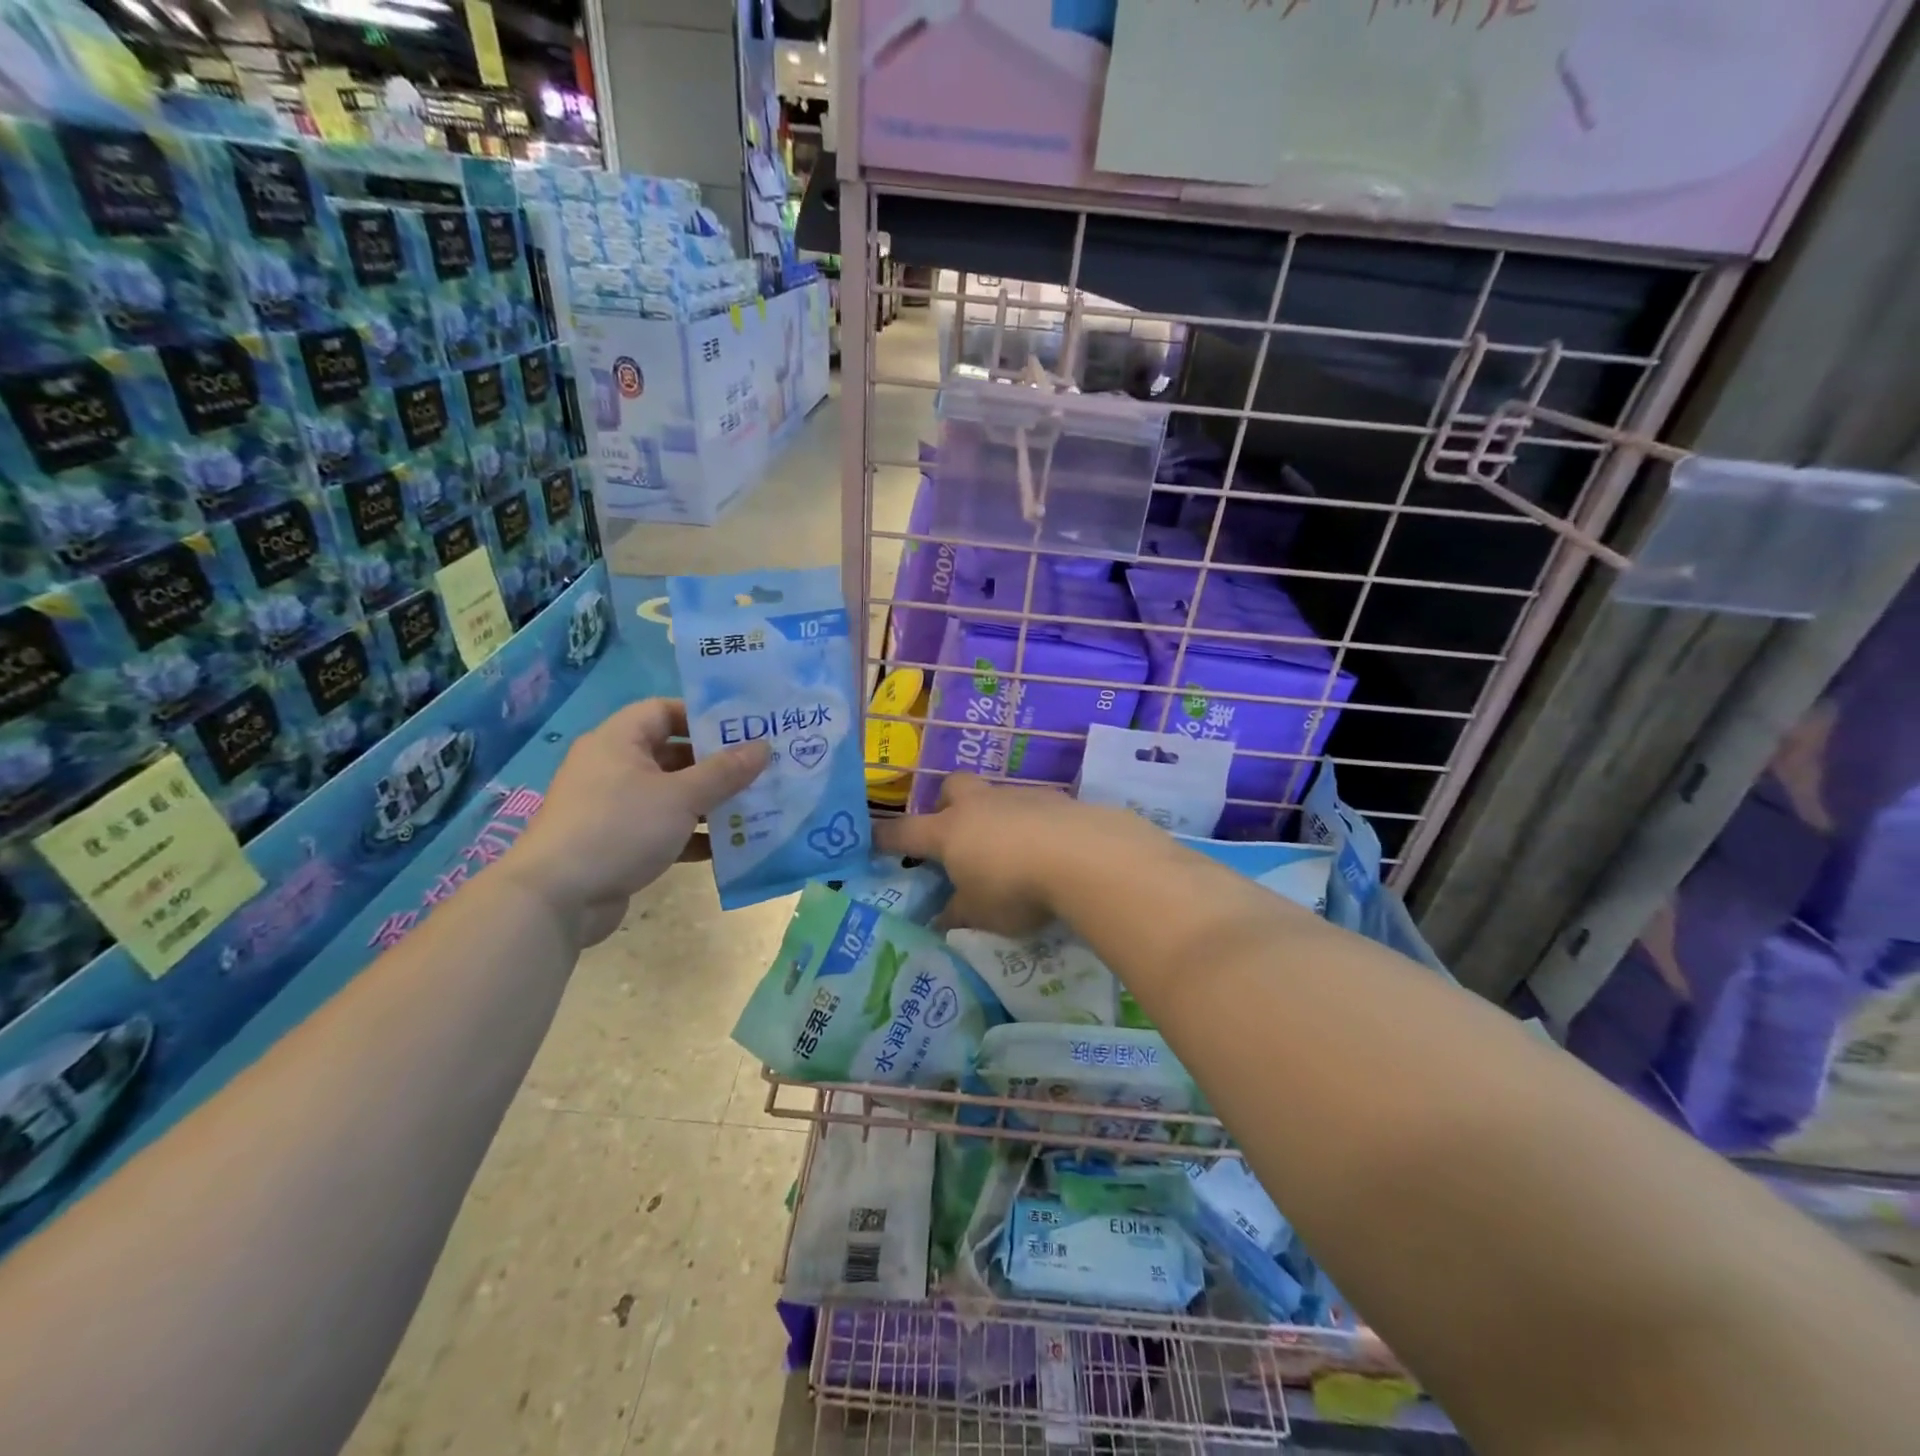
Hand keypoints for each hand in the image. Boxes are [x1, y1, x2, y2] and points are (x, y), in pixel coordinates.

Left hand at [504, 698, 768, 943]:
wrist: (556, 899)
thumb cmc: (619, 829)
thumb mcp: (681, 796)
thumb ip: (725, 772)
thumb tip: (764, 746)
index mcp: (618, 741)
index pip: (664, 711)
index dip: (703, 717)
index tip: (743, 731)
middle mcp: (613, 767)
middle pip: (673, 754)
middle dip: (716, 764)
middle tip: (759, 769)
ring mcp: (613, 807)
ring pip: (671, 794)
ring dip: (709, 802)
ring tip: (753, 807)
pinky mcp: (618, 843)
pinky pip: (663, 828)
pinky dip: (692, 834)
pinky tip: (726, 846)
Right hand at [875, 773, 1150, 935]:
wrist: (1083, 856)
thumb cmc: (1016, 888)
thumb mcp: (980, 915)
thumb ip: (956, 915)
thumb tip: (940, 920)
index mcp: (949, 832)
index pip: (904, 832)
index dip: (885, 837)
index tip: (871, 839)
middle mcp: (979, 805)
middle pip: (951, 787)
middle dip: (947, 805)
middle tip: (957, 837)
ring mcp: (1018, 796)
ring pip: (994, 795)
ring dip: (994, 816)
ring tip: (1010, 851)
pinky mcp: (1055, 798)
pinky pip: (1031, 806)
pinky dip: (1031, 823)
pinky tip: (1047, 849)